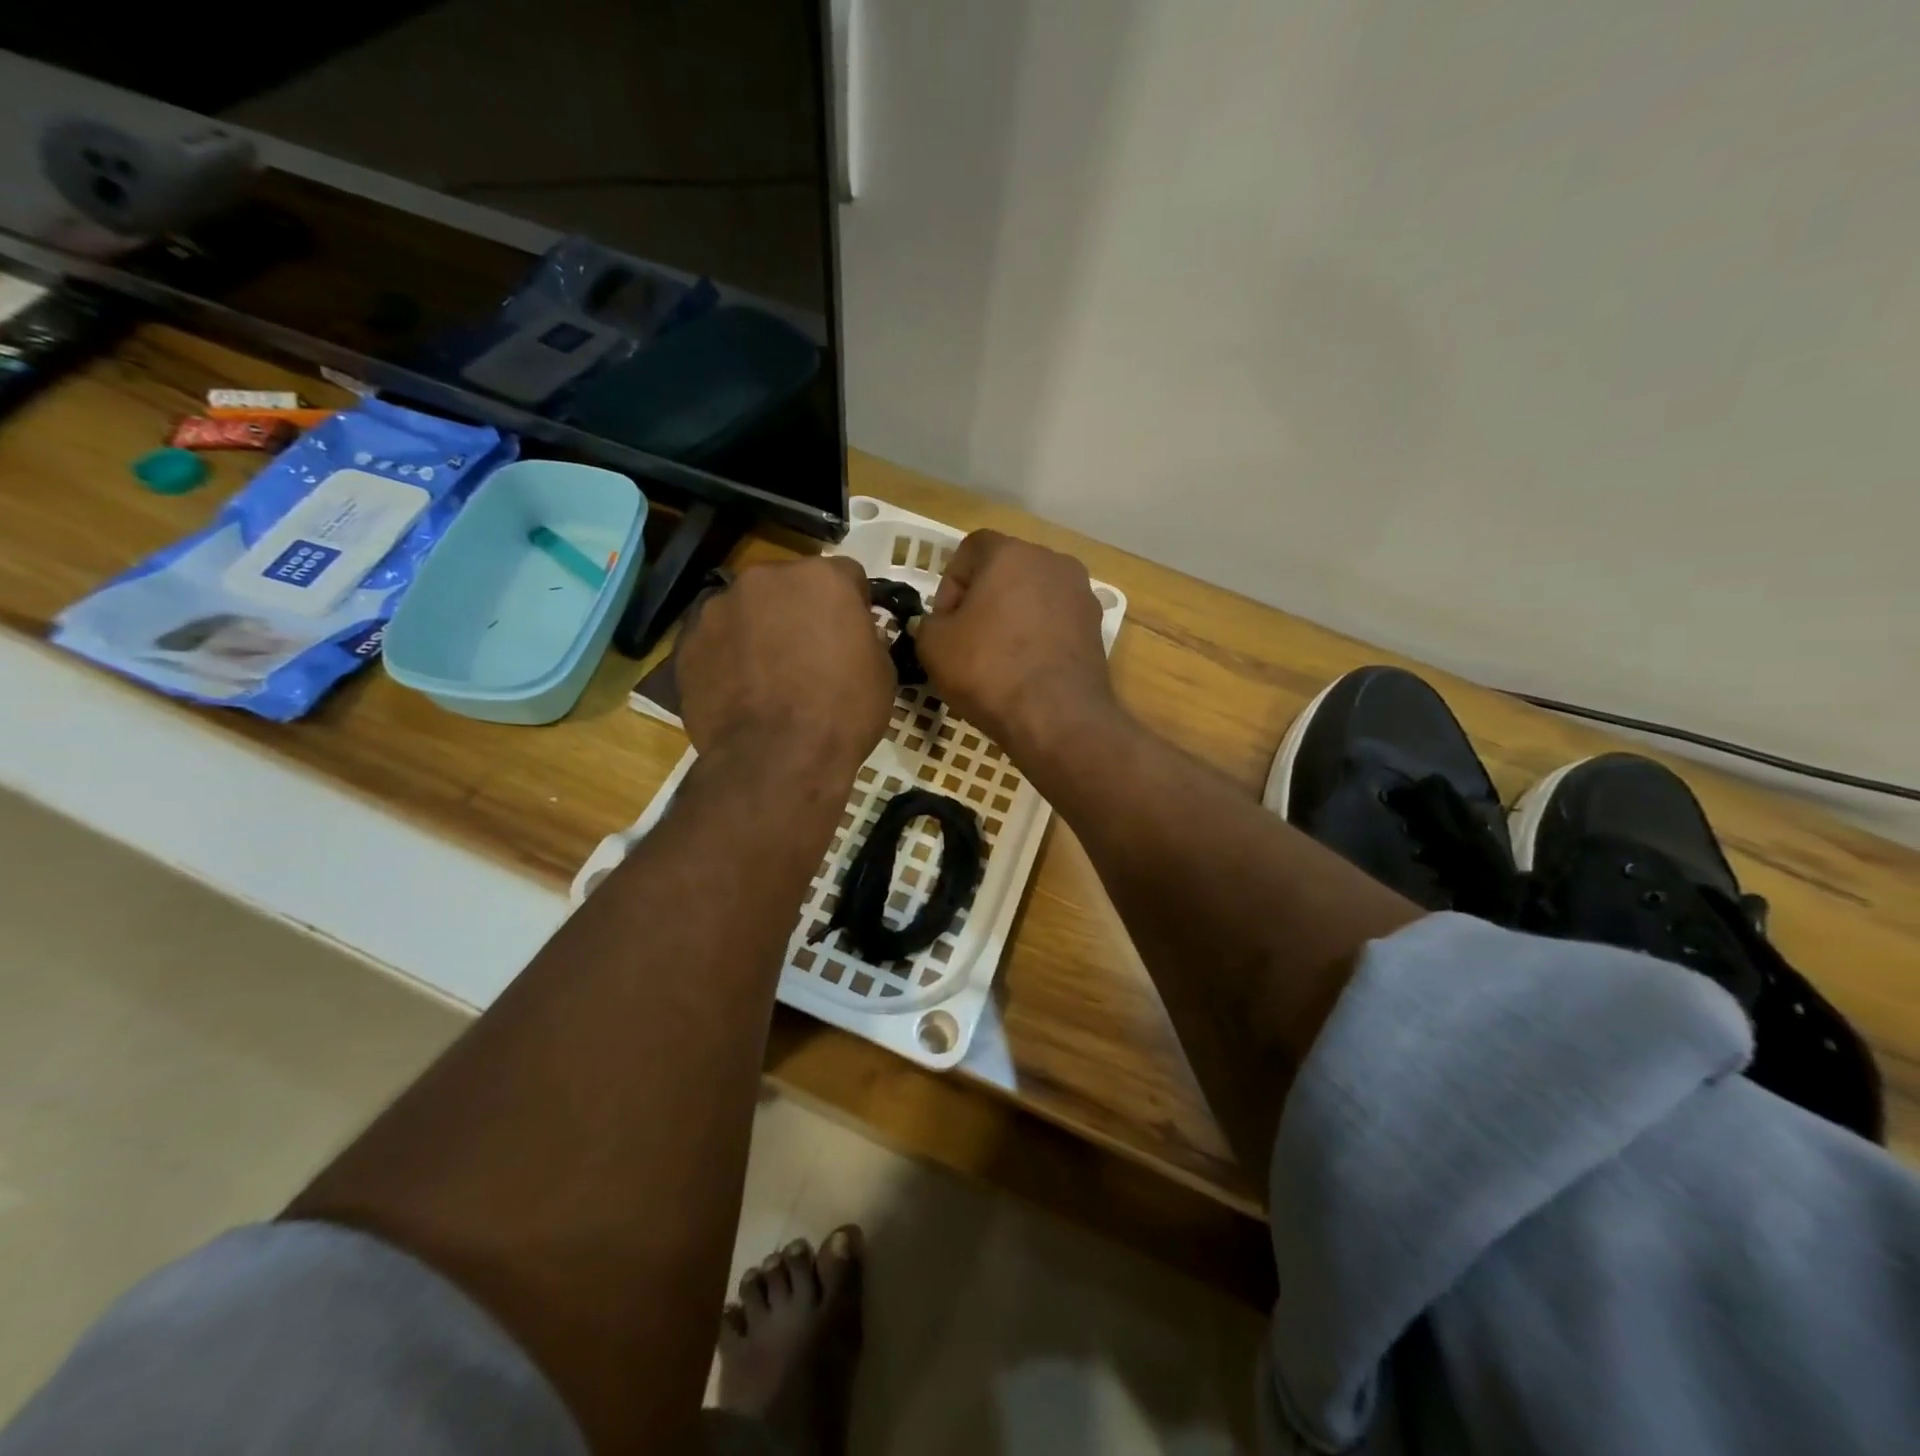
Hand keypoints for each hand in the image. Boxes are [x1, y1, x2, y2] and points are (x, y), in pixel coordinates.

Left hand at [676, 556, 892, 779]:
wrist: (777, 758)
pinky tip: (739, 692)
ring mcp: (719, 608)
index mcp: (821, 578)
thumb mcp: (882, 672)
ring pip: (747, 610)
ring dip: (759, 630)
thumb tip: (852, 636)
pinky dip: (728, 657)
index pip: (845, 576)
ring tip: (767, 676)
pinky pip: (717, 641)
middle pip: (788, 585)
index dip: (853, 605)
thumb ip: (865, 637)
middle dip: (799, 611)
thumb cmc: (843, 712)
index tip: (854, 633)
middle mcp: (765, 578)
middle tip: (808, 654)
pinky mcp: (688, 643)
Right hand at [913, 530, 1115, 755]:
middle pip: (1006, 571)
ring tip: (998, 658)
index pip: (970, 549)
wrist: (1057, 717)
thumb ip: (930, 622)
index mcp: (1010, 553)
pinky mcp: (1096, 627)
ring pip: (1033, 597)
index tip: (945, 622)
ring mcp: (1081, 594)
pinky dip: (1038, 636)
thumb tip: (942, 624)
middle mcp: (1052, 562)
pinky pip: (1055, 622)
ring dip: (1012, 618)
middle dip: (983, 599)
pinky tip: (1026, 670)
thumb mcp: (934, 645)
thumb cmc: (989, 670)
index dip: (949, 584)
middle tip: (967, 640)